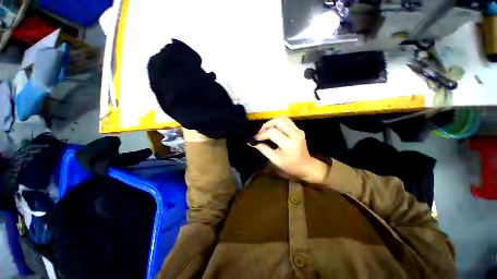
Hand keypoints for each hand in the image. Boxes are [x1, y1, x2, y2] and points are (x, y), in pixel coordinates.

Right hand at [252, 117, 327, 183]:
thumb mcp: (274, 159)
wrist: (306, 166)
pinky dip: (278, 122)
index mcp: (288, 144)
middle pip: (277, 121)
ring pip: (282, 118)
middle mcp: (295, 134)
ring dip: (272, 122)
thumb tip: (251, 142)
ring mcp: (298, 130)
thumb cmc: (289, 166)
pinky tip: (274, 128)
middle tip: (261, 133)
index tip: (255, 138)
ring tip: (266, 129)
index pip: (272, 132)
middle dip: (266, 125)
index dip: (261, 134)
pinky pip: (287, 120)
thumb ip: (263, 149)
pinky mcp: (299, 129)